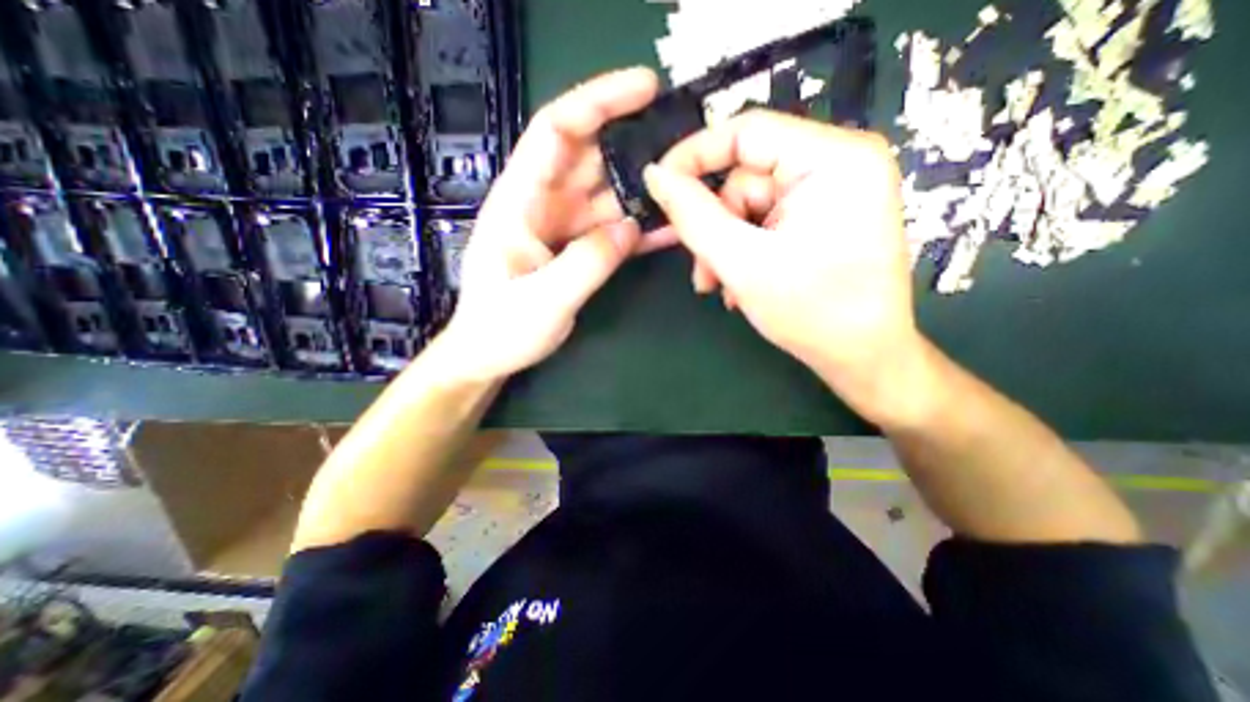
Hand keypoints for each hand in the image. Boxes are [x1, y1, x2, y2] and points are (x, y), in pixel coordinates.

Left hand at [437, 69, 658, 379]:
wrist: (489, 354)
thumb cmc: (501, 327)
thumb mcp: (542, 299)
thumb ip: (587, 262)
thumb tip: (630, 228)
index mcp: (520, 201)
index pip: (557, 131)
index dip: (598, 101)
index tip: (645, 86)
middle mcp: (543, 204)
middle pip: (591, 157)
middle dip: (633, 141)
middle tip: (683, 142)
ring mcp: (563, 227)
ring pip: (608, 195)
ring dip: (643, 189)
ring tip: (686, 186)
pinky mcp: (577, 249)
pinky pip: (612, 230)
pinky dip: (638, 228)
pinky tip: (668, 229)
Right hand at [645, 109, 926, 421]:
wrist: (862, 358)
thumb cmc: (811, 312)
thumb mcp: (742, 262)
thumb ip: (693, 216)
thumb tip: (654, 176)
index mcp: (834, 159)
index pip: (746, 132)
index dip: (693, 157)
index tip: (658, 188)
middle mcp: (838, 163)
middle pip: (746, 177)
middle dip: (716, 227)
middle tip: (703, 272)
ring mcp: (832, 192)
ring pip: (750, 206)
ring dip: (727, 247)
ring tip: (721, 286)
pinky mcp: (823, 217)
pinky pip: (766, 222)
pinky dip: (745, 251)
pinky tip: (741, 285)